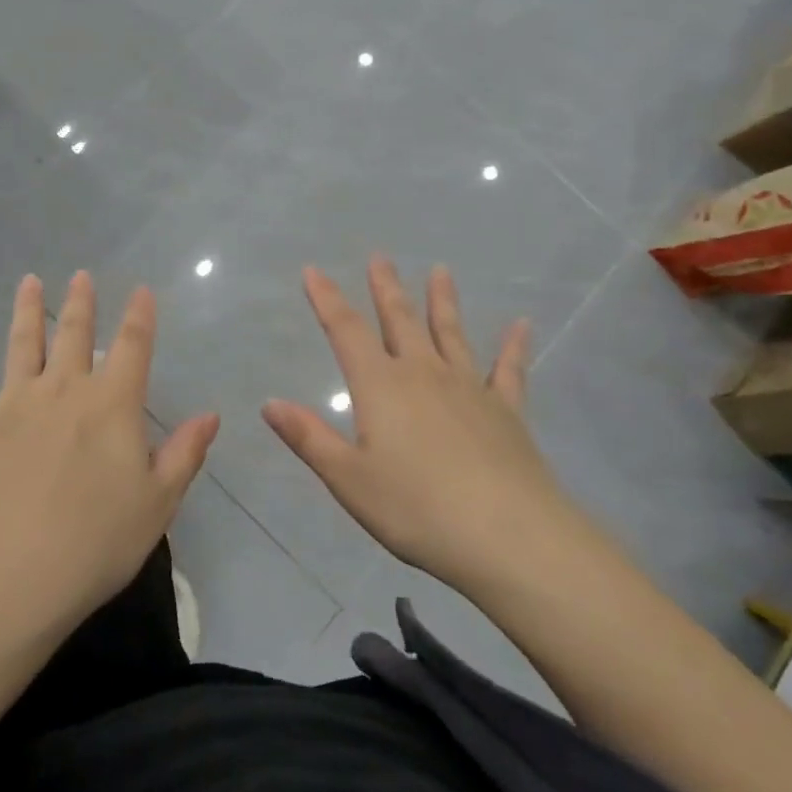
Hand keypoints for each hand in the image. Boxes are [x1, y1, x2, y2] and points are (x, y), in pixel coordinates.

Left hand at [0, 272, 218, 638]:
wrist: (8, 578)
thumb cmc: (94, 544)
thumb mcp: (157, 504)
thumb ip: (184, 453)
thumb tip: (210, 414)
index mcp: (112, 405)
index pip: (132, 347)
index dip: (139, 316)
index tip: (141, 291)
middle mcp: (63, 390)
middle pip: (73, 334)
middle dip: (81, 303)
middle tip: (81, 276)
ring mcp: (14, 403)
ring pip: (22, 343)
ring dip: (27, 309)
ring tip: (30, 281)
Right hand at [262, 256, 564, 593]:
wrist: (507, 535)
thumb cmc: (416, 509)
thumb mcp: (349, 479)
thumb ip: (309, 438)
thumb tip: (270, 403)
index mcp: (381, 387)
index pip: (346, 332)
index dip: (327, 299)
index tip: (314, 270)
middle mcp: (424, 374)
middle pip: (400, 320)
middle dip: (386, 288)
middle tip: (380, 257)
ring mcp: (469, 388)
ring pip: (451, 333)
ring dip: (443, 301)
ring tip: (441, 271)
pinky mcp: (507, 410)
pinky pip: (508, 369)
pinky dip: (513, 346)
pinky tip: (522, 325)